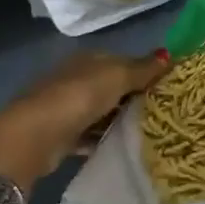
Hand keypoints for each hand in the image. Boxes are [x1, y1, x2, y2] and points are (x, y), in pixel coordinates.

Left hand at [0, 49, 168, 191]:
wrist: (34, 136)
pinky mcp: (62, 136)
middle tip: (165, 112)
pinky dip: (104, 140)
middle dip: (134, 98)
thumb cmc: (78, 97)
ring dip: (120, 121)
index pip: (122, 61)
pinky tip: (123, 148)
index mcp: (87, 60)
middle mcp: (75, 80)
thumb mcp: (116, 77)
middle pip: (112, 87)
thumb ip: (142, 68)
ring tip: (150, 132)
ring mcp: (66, 108)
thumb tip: (169, 54)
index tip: (169, 87)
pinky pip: (91, 136)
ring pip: (102, 112)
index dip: (145, 71)